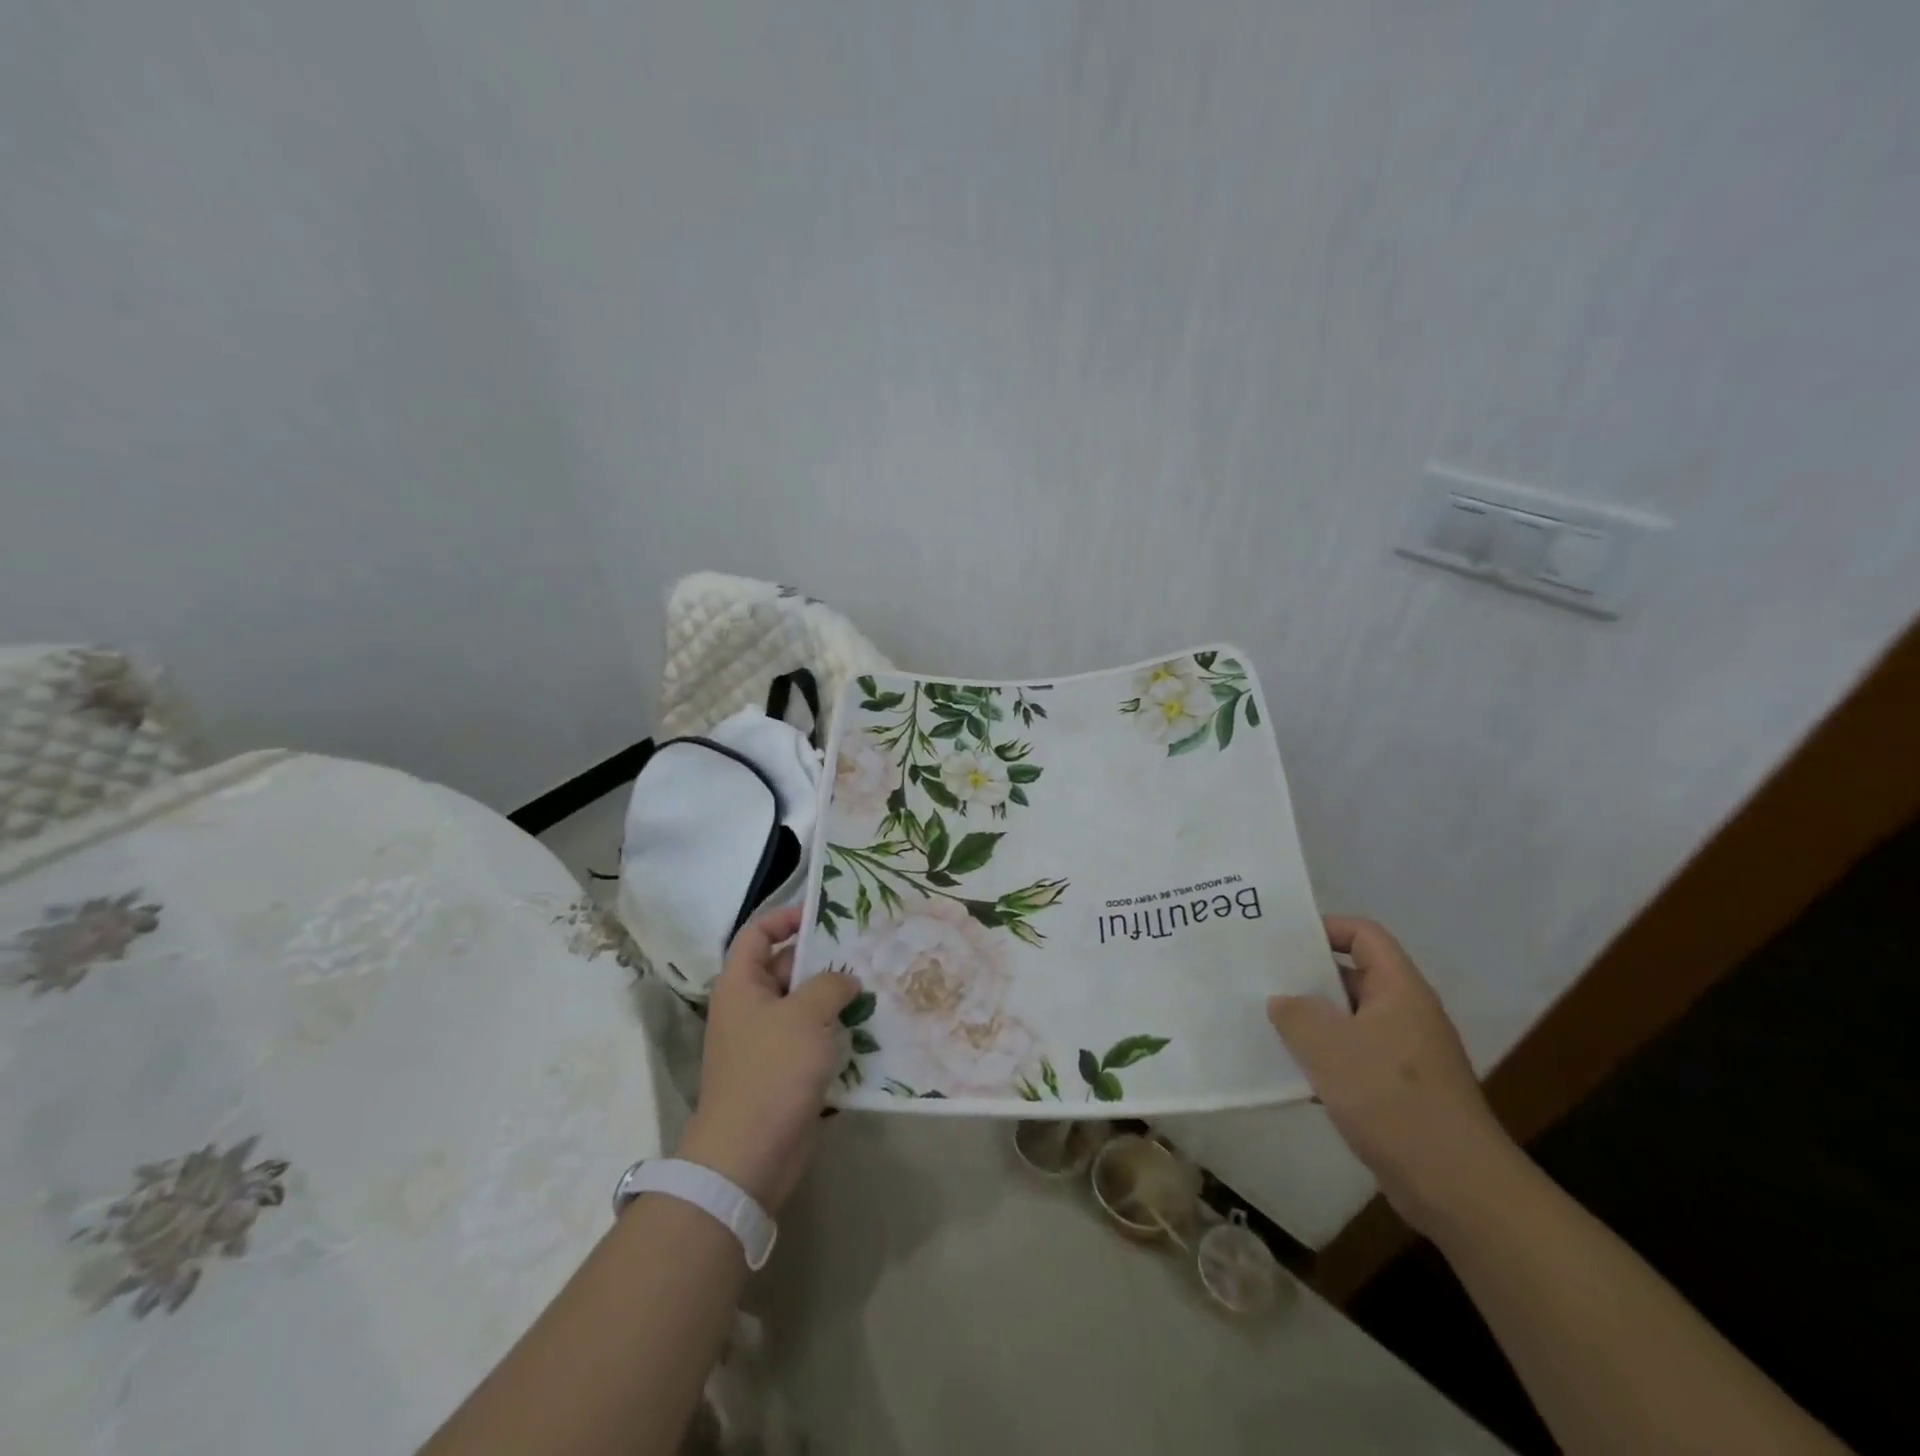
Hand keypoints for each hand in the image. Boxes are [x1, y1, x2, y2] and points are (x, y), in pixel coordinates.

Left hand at [679, 906, 859, 1213]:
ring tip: (877, 987)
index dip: (785, 918)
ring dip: (837, 1000)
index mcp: (742, 985)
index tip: (823, 915)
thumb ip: (830, 985)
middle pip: (787, 968)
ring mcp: (767, 1043)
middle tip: (866, 951)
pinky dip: (837, 1034)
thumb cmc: (771, 1071)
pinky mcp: (785, 1073)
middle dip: (824, 960)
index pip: (757, 934)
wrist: (749, 1155)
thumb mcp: (806, 1014)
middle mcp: (751, 1008)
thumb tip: (845, 980)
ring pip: (805, 1007)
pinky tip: (872, 1030)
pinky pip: (814, 1041)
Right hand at [1267, 917, 1516, 1234]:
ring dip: (1310, 1021)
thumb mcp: (1329, 1046)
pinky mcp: (1397, 1091)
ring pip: (1348, 1020)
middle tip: (1259, 977)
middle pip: (1352, 976)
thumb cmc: (1392, 1099)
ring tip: (1264, 1020)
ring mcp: (1403, 1054)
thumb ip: (1295, 1013)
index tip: (1280, 938)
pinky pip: (1352, 1058)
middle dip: (1306, 976)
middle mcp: (1405, 1014)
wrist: (1456, 1188)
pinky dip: (1322, 1058)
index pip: (1363, 935)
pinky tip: (1289, 1071)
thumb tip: (1281, 1001)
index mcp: (1399, 990)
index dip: (1324, 927)